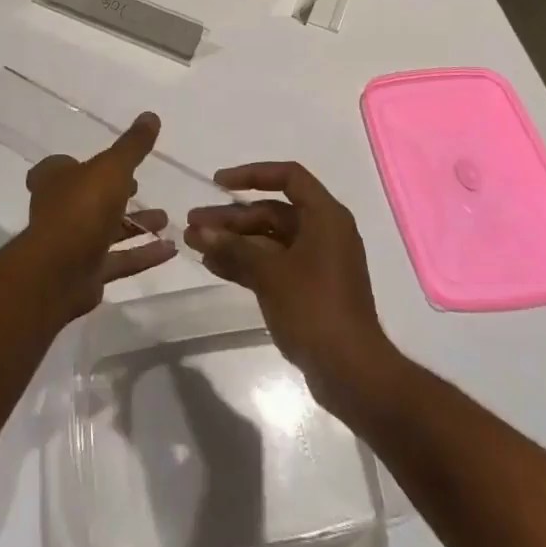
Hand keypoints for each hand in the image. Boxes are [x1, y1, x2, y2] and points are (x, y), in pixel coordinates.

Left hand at [24, 111, 175, 316]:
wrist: (59, 272)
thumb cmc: (81, 208)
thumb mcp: (112, 168)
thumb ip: (132, 146)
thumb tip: (151, 115)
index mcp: (54, 179)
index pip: (62, 166)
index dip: (85, 164)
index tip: (112, 164)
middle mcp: (59, 209)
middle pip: (89, 198)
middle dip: (117, 194)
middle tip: (142, 189)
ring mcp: (71, 244)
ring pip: (107, 230)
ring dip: (136, 225)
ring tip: (165, 219)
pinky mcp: (85, 273)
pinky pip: (119, 260)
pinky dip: (143, 254)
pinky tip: (170, 250)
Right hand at [184, 162, 394, 409]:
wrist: (351, 372)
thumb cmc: (314, 308)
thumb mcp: (270, 273)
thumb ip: (233, 248)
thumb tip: (198, 231)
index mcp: (325, 216)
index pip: (288, 177)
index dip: (252, 174)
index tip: (219, 183)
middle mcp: (324, 232)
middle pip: (273, 211)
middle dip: (232, 217)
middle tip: (194, 223)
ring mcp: (317, 262)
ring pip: (269, 240)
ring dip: (234, 241)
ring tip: (195, 244)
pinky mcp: (310, 289)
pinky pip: (273, 264)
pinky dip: (246, 263)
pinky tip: (214, 266)